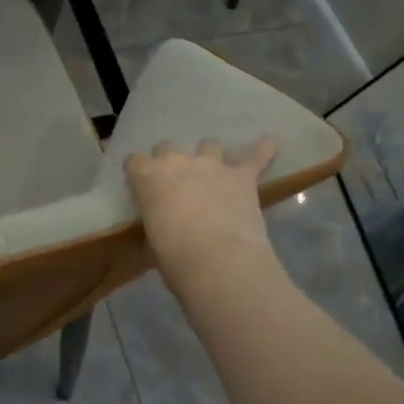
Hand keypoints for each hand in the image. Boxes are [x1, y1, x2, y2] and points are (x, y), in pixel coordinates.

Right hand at [124, 138, 278, 291]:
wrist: (218, 261)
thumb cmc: (175, 259)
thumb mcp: (153, 243)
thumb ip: (157, 225)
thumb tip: (163, 230)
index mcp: (148, 178)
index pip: (134, 161)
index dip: (139, 172)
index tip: (143, 186)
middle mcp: (177, 162)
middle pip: (168, 147)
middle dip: (171, 161)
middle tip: (177, 183)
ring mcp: (211, 165)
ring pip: (208, 144)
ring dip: (209, 156)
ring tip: (214, 171)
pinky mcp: (242, 177)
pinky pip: (255, 157)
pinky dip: (262, 150)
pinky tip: (269, 142)